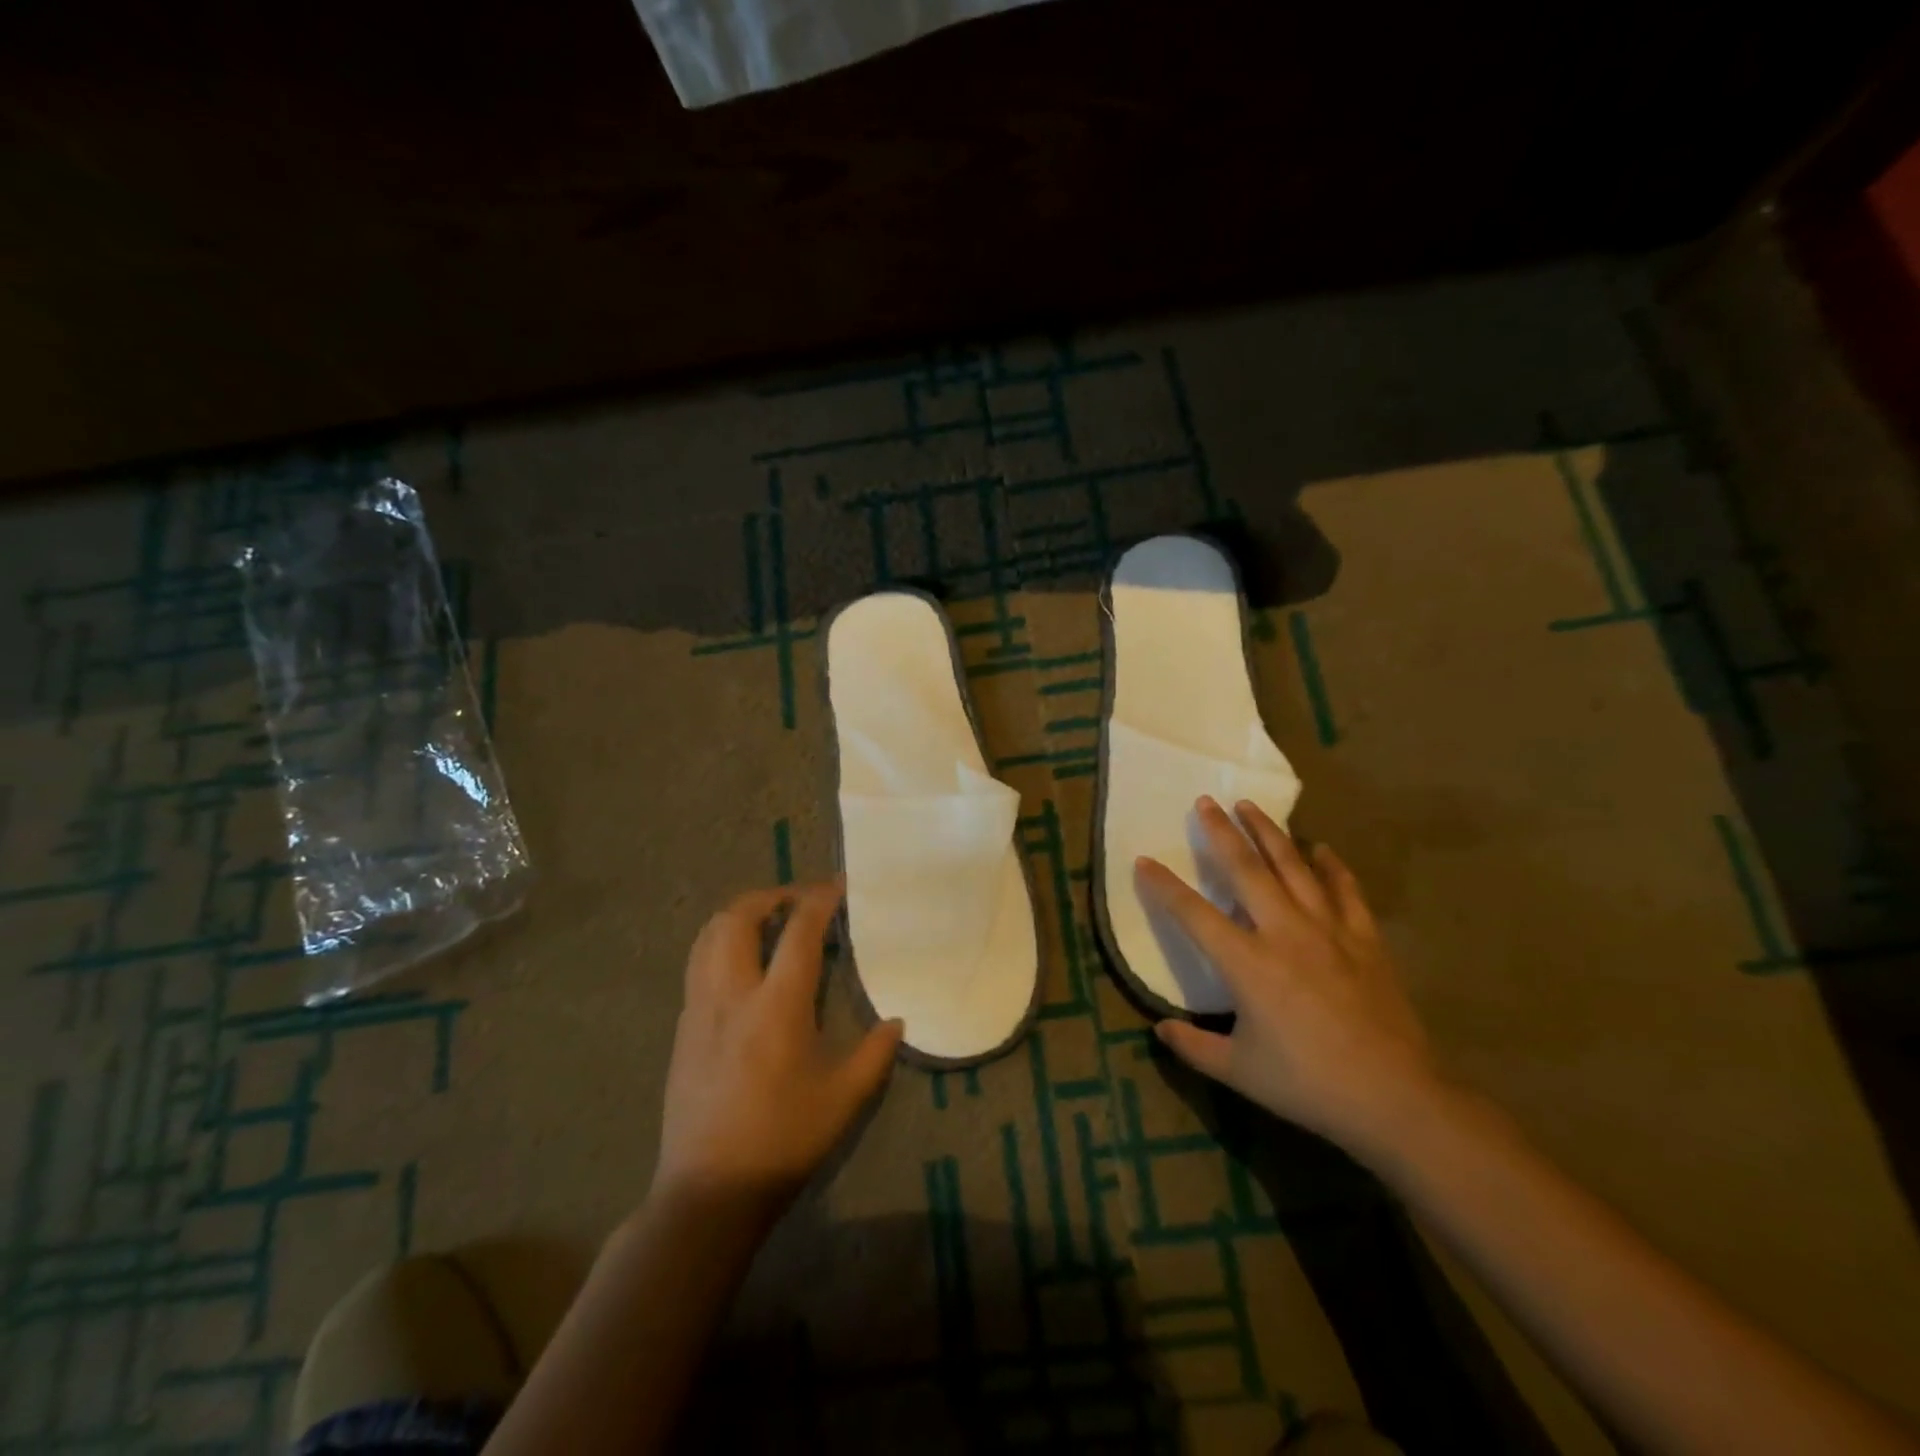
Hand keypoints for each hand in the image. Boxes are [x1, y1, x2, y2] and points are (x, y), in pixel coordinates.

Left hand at [653, 881, 903, 1218]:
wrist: (709, 1190)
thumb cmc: (783, 1141)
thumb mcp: (844, 1100)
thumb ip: (875, 1054)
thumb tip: (896, 1021)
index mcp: (776, 1006)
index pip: (798, 932)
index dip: (820, 900)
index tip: (839, 887)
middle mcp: (732, 994)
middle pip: (738, 917)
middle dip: (770, 896)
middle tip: (798, 902)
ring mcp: (699, 1009)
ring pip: (708, 936)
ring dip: (739, 915)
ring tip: (767, 922)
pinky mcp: (682, 1028)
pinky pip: (697, 964)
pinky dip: (720, 944)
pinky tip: (743, 967)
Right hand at [1138, 797, 1445, 1159]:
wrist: (1396, 1098)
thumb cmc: (1308, 1084)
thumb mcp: (1239, 1072)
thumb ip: (1194, 1046)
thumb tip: (1158, 1028)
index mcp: (1247, 964)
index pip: (1194, 914)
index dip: (1165, 887)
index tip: (1144, 861)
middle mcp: (1284, 932)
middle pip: (1246, 870)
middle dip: (1221, 833)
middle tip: (1205, 802)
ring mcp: (1328, 930)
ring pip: (1293, 867)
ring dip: (1268, 833)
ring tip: (1250, 807)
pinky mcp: (1364, 939)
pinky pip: (1345, 890)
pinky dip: (1332, 866)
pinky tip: (1321, 848)